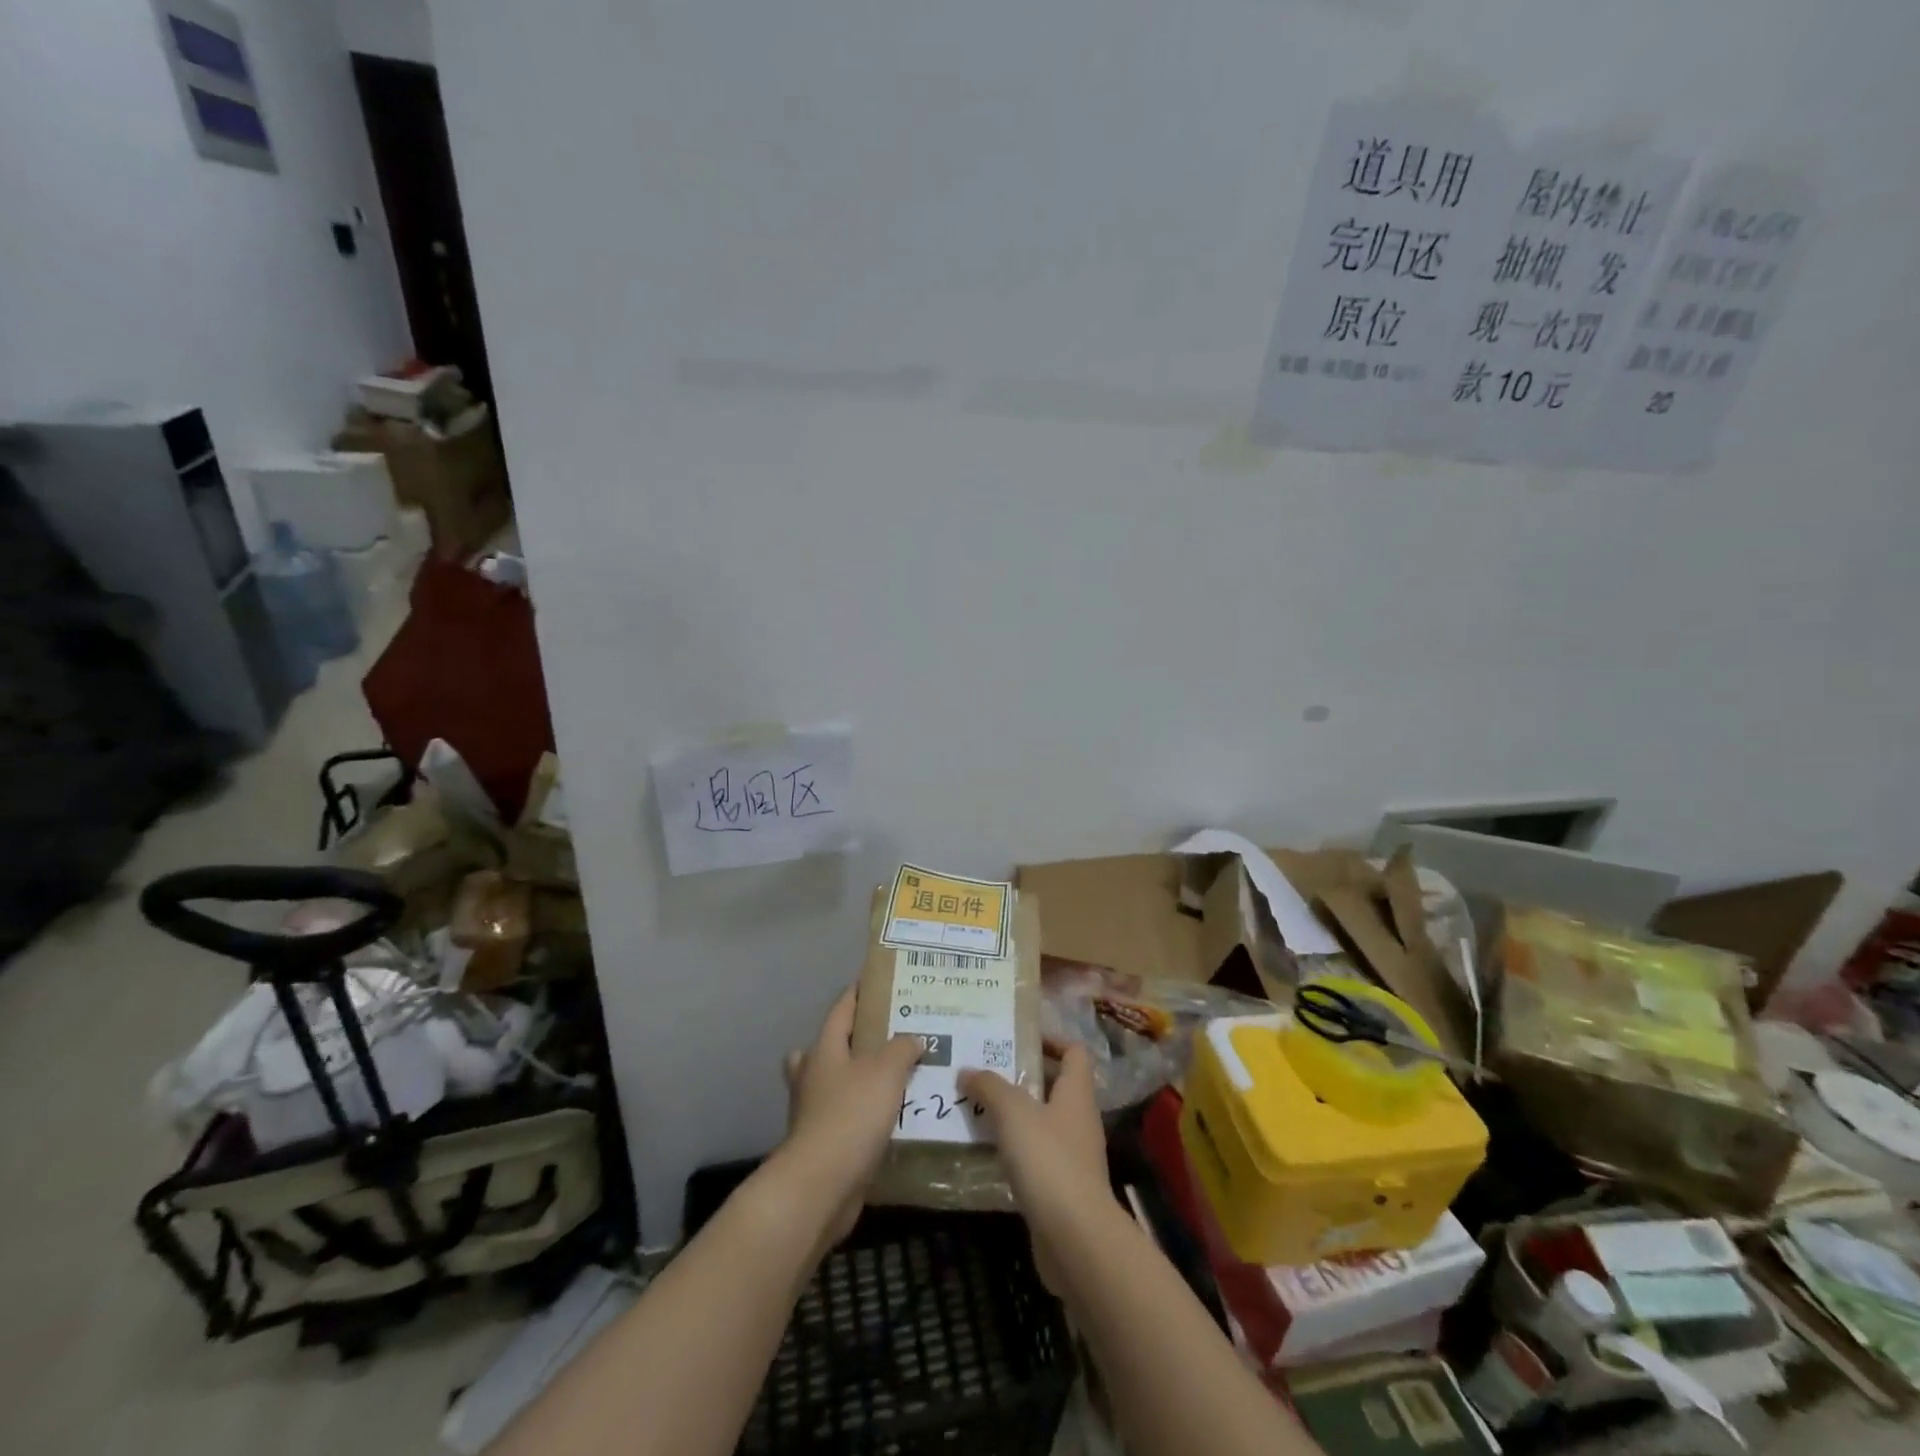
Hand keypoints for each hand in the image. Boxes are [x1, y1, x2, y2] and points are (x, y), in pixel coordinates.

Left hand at [779, 986, 921, 1245]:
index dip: (857, 994)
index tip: (877, 982)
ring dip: (860, 1080)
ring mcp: (815, 1112)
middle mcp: (814, 1076)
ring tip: (897, 1077)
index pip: (841, 1010)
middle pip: (830, 1048)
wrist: (821, 1186)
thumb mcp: (886, 1071)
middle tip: (888, 1035)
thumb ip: (902, 1048)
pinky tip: (894, 1118)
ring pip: (837, 1084)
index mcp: (824, 1050)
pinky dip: (866, 1115)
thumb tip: (913, 1038)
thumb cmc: (851, 1115)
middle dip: (853, 1040)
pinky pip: (847, 1119)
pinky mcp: (824, 1144)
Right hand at [960, 1045, 1108, 1290]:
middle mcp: (1079, 1118)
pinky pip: (1035, 1155)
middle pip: (1054, 1085)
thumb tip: (967, 1069)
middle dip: (1021, 1075)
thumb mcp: (1013, 1112)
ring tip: (976, 1106)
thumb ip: (989, 1086)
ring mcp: (1073, 1155)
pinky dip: (1014, 1149)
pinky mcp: (1061, 1187)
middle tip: (984, 1069)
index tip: (1017, 1038)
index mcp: (1076, 1092)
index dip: (1050, 1039)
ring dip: (1014, 1114)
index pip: (1073, 1051)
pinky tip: (985, 1149)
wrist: (1075, 1238)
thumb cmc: (1048, 1160)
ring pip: (1041, 1121)